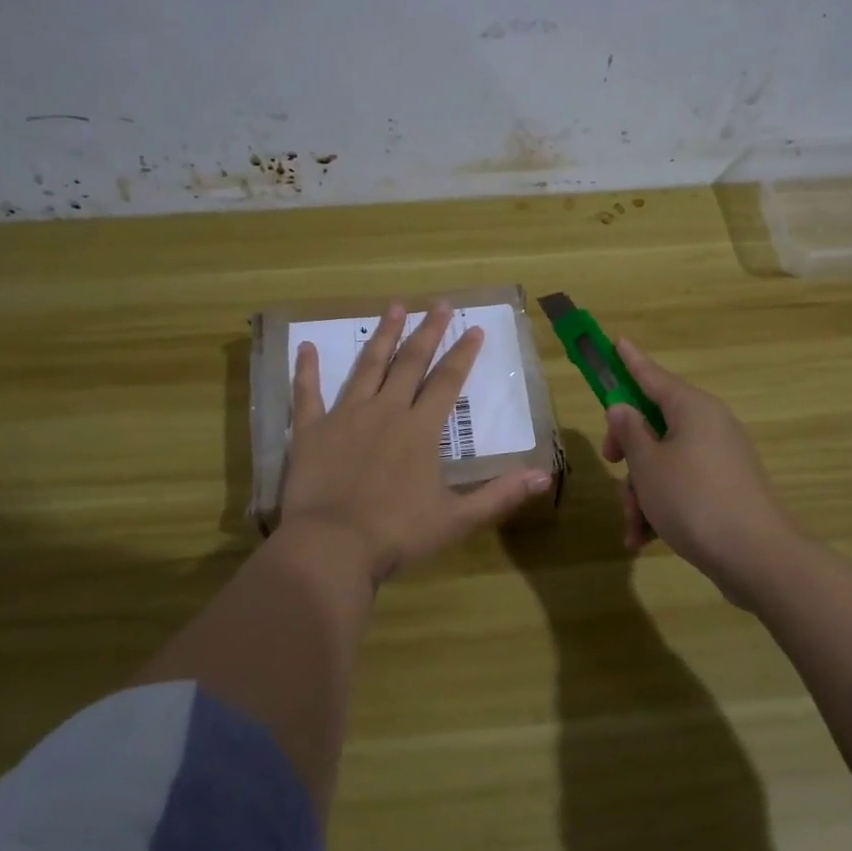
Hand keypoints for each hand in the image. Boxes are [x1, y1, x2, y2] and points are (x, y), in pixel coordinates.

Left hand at [282, 303, 554, 582]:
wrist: (332, 546)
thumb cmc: (397, 534)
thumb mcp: (457, 519)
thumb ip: (501, 495)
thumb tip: (546, 475)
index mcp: (420, 429)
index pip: (448, 381)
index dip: (463, 353)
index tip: (474, 327)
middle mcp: (386, 411)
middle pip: (410, 363)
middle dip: (428, 332)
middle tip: (439, 304)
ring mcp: (346, 416)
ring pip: (368, 367)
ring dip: (383, 336)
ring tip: (394, 307)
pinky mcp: (311, 430)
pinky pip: (307, 393)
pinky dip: (306, 369)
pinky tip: (306, 346)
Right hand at [602, 340, 805, 604]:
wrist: (757, 557)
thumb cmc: (693, 500)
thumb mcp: (648, 465)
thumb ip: (630, 432)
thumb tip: (623, 409)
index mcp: (692, 408)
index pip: (653, 376)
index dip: (630, 361)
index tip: (616, 341)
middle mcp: (709, 425)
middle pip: (655, 423)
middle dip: (628, 450)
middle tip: (612, 463)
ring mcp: (720, 458)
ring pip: (664, 462)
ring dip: (641, 491)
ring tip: (633, 526)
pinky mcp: (725, 489)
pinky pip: (683, 486)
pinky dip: (661, 507)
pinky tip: (643, 538)